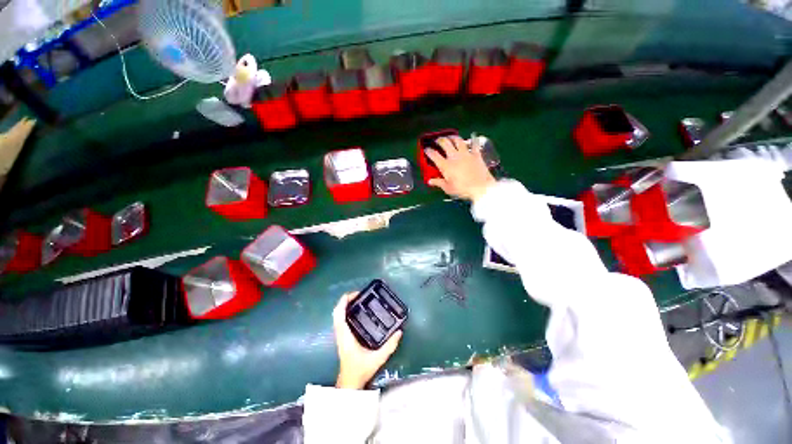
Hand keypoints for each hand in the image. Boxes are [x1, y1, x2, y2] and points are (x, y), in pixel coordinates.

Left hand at [333, 292, 401, 389]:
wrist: (349, 383)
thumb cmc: (361, 370)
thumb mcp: (378, 358)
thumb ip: (389, 346)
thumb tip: (399, 331)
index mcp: (345, 336)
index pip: (339, 314)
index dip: (344, 301)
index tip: (356, 294)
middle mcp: (340, 333)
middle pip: (336, 312)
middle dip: (346, 300)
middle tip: (359, 294)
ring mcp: (339, 335)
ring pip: (337, 315)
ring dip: (345, 305)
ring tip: (358, 300)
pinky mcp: (342, 337)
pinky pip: (340, 320)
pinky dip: (345, 311)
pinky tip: (356, 311)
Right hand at [425, 135, 496, 202]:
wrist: (481, 188)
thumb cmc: (462, 190)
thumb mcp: (448, 188)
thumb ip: (438, 182)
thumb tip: (429, 181)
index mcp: (445, 166)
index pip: (434, 155)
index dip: (428, 151)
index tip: (426, 149)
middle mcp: (454, 157)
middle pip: (445, 143)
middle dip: (439, 140)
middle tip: (437, 140)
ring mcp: (466, 154)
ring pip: (458, 140)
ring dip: (453, 137)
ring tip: (450, 137)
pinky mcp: (476, 154)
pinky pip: (474, 144)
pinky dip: (472, 140)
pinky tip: (472, 137)